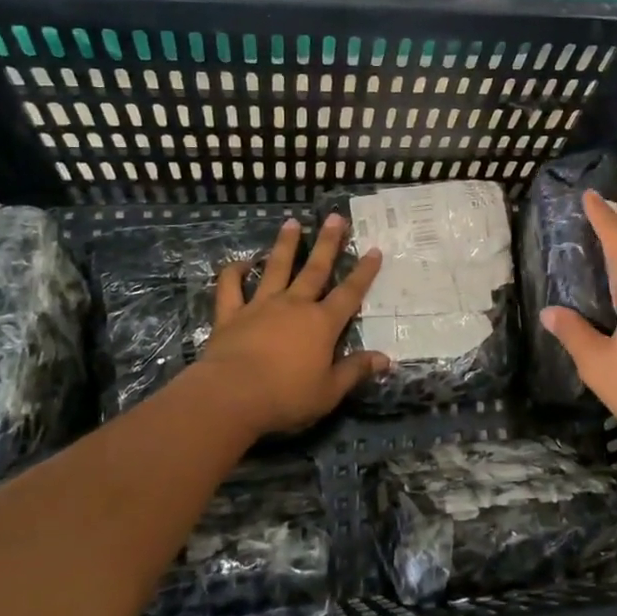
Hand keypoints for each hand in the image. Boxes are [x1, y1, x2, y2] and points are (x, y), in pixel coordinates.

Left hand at [187, 214, 388, 436]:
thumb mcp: (329, 391)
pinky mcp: (230, 315)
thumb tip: (385, 359)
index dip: (364, 272)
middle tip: (335, 218)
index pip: (350, 293)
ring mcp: (260, 306)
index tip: (374, 250)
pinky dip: (233, 273)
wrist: (231, 396)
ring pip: (275, 268)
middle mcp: (294, 306)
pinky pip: (230, 288)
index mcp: (322, 324)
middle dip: (327, 243)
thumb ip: (355, 371)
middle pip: (315, 269)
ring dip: (285, 245)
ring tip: (291, 223)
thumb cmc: (286, 397)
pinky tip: (240, 263)